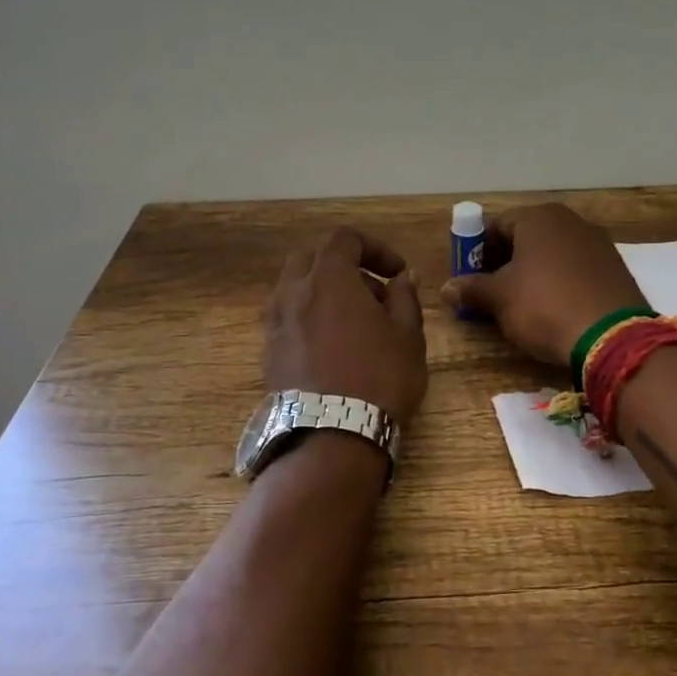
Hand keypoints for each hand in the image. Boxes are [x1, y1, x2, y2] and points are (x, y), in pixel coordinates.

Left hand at [265, 228, 427, 425]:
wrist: (332, 436)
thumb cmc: (379, 377)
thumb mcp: (408, 335)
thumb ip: (405, 297)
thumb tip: (402, 278)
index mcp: (329, 278)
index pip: (345, 239)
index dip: (375, 248)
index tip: (397, 272)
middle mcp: (294, 292)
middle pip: (312, 259)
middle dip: (344, 267)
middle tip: (373, 295)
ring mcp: (275, 324)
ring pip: (295, 289)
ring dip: (323, 294)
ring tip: (352, 324)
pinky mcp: (268, 353)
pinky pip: (287, 320)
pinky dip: (308, 319)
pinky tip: (331, 348)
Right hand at [440, 203, 645, 366]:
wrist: (611, 337)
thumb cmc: (544, 306)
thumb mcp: (500, 299)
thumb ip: (471, 289)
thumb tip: (446, 289)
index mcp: (538, 218)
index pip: (496, 225)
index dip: (477, 251)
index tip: (469, 278)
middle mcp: (569, 220)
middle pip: (526, 237)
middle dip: (505, 261)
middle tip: (492, 292)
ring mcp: (597, 242)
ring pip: (552, 253)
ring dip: (533, 272)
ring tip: (522, 303)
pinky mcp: (615, 268)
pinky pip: (576, 268)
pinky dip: (560, 282)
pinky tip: (555, 307)